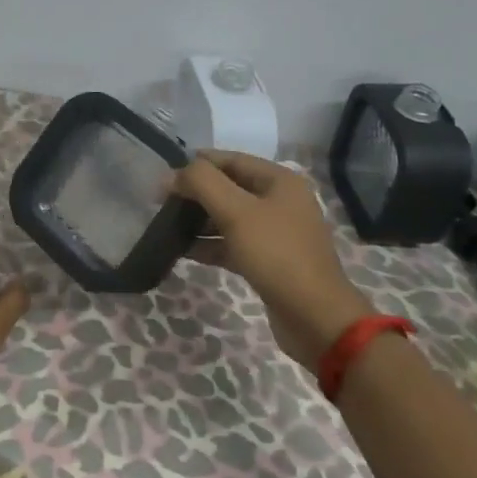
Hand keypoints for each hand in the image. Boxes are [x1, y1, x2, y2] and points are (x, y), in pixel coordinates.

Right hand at [174, 151, 374, 372]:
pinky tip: (182, 250)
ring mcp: (275, 233)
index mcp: (279, 181)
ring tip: (166, 225)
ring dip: (199, 220)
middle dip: (196, 193)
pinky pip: (232, 244)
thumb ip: (202, 184)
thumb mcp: (236, 212)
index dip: (197, 164)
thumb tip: (172, 175)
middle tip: (161, 202)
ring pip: (228, 217)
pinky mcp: (267, 261)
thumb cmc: (276, 254)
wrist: (315, 317)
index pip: (231, 160)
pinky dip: (209, 245)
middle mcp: (279, 201)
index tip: (165, 176)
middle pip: (228, 188)